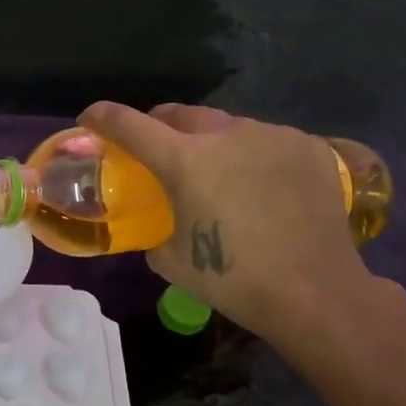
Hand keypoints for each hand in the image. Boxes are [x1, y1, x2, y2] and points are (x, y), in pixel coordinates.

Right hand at [78, 101, 375, 347]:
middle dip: (161, 126)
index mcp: (185, 160)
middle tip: (158, 149)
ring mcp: (273, 135)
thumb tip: (160, 221)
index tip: (90, 119)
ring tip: (220, 173)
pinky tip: (262, 185)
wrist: (314, 291)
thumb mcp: (170, 260)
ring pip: (228, 126)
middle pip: (180, 114)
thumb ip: (155, 228)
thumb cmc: (232, 280)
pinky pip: (267, 140)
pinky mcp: (309, 146)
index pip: (130, 124)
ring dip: (212, 141)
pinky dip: (253, 155)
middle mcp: (227, 134)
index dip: (103, 117)